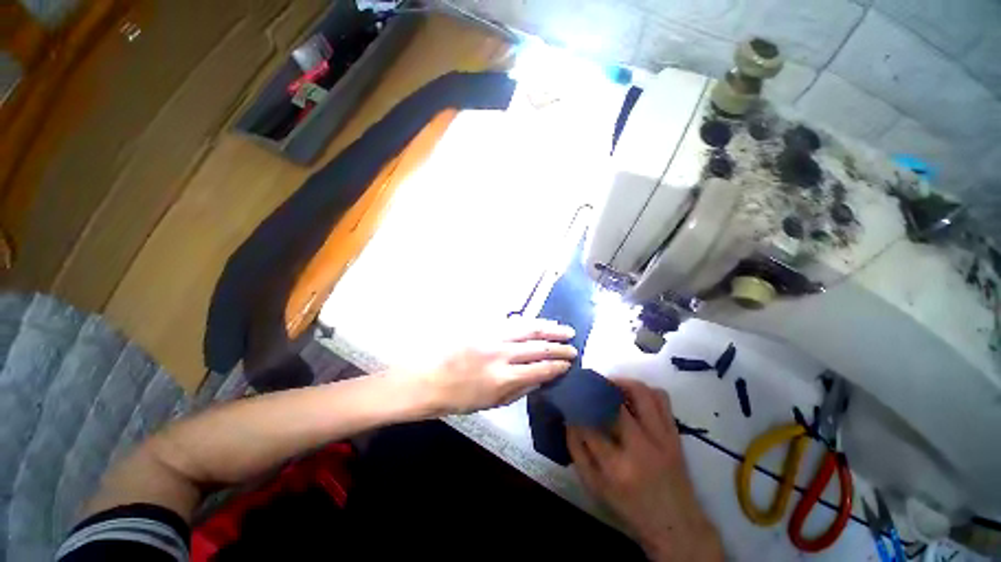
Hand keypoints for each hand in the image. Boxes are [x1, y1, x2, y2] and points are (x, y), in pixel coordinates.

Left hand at [418, 319, 576, 414]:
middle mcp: (502, 354)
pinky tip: (538, 323)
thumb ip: (519, 390)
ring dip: (548, 328)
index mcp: (504, 378)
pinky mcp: (484, 327)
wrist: (429, 378)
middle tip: (573, 346)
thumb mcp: (492, 403)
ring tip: (564, 329)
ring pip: (528, 328)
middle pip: (538, 347)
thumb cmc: (459, 397)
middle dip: (559, 346)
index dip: (557, 366)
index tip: (569, 363)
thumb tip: (541, 379)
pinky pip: (512, 322)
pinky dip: (529, 322)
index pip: (540, 368)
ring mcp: (492, 336)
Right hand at [567, 379, 722, 561]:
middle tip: (588, 386)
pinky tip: (632, 396)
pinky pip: (662, 398)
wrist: (676, 523)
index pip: (589, 424)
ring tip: (610, 387)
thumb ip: (577, 450)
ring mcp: (662, 437)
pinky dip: (645, 391)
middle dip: (597, 389)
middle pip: (616, 402)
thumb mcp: (594, 485)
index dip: (577, 407)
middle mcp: (641, 446)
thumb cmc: (629, 506)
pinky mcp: (675, 433)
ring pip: (642, 393)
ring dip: (622, 383)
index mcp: (617, 466)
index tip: (570, 399)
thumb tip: (569, 418)